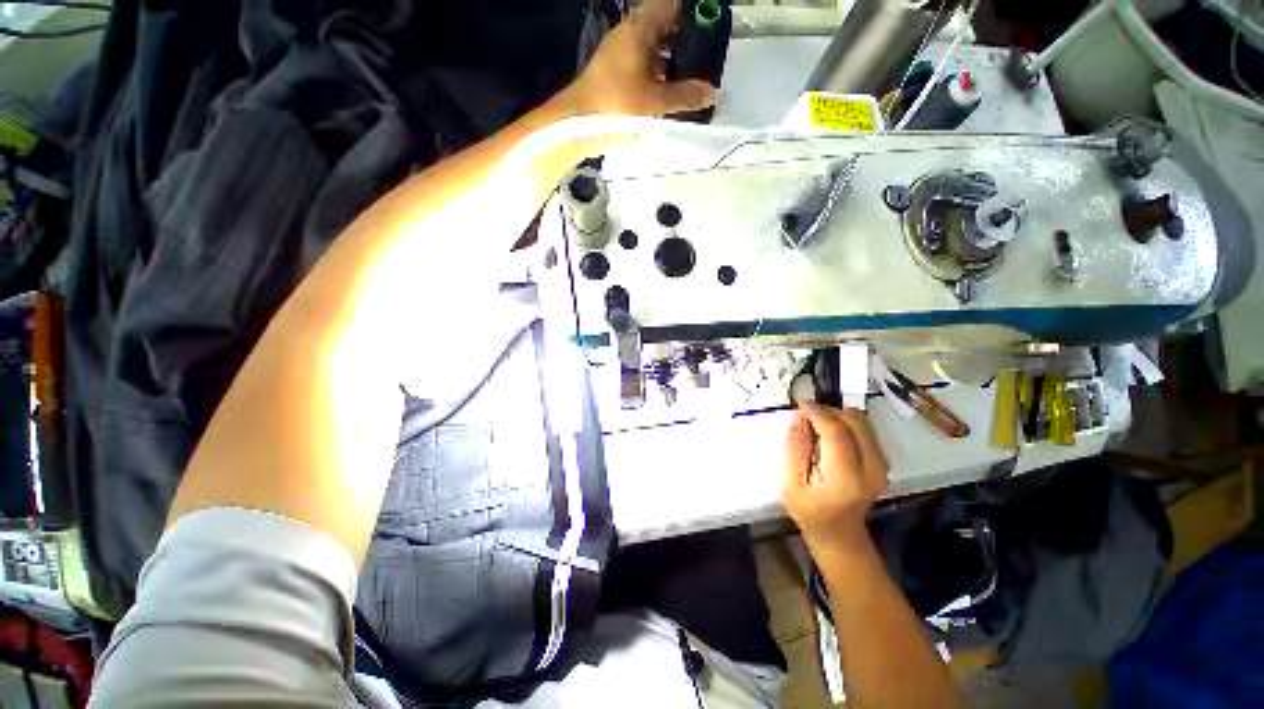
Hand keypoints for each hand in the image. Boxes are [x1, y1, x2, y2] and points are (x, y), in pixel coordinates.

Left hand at [564, 0, 717, 116]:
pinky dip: (660, 73)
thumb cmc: (617, 106)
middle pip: (665, 27)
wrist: (578, 124)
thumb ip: (686, 96)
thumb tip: (712, 93)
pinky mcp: (617, 72)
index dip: (693, 14)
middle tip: (707, 59)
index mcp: (640, 29)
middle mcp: (630, 34)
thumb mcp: (655, 103)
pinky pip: (645, 64)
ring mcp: (621, 53)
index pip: (672, 6)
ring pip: (655, 47)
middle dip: (687, 40)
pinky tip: (672, 91)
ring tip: (694, 78)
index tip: (711, 28)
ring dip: (674, 60)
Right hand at [782, 402, 889, 552]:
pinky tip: (830, 433)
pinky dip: (846, 423)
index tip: (800, 403)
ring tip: (817, 424)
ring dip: (837, 415)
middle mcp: (871, 468)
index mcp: (845, 478)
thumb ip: (794, 449)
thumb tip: (798, 418)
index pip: (836, 432)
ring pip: (862, 421)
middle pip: (854, 421)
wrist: (840, 535)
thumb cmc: (809, 512)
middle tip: (807, 415)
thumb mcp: (790, 485)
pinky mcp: (883, 462)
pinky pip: (865, 429)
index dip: (817, 412)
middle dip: (828, 411)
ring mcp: (882, 465)